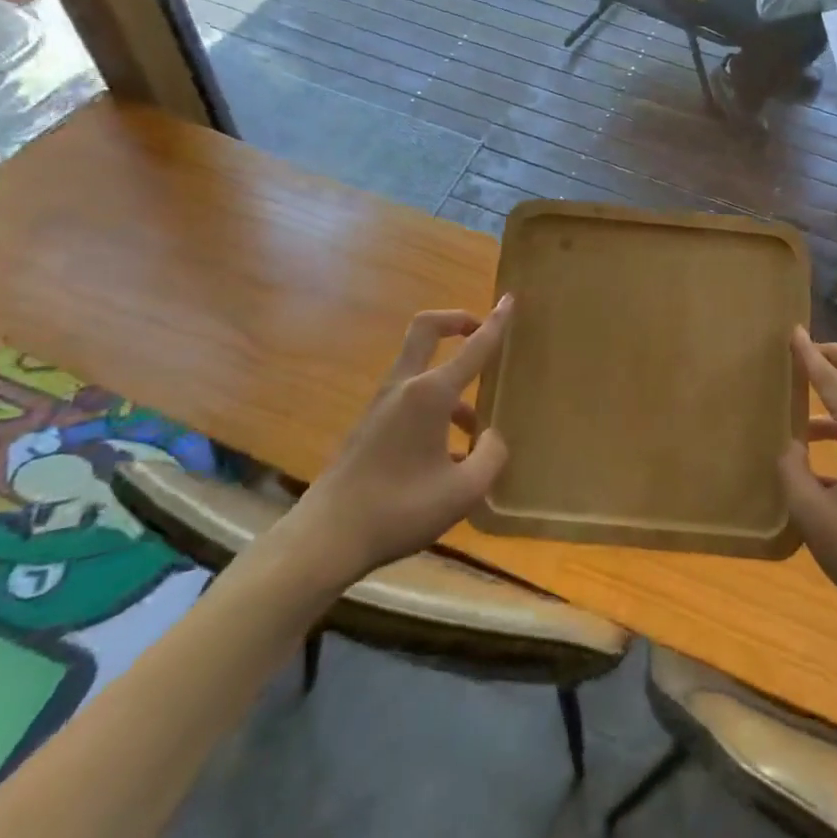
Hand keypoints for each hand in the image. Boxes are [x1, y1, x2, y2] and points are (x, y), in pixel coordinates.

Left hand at [281, 300, 511, 588]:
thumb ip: (490, 457)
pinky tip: (446, 460)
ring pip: (421, 371)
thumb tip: (491, 437)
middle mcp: (405, 387)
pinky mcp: (369, 426)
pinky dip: (434, 411)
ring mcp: (382, 405)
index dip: (495, 323)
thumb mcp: (463, 491)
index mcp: (430, 394)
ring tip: (474, 433)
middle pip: (426, 329)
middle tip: (479, 330)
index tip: (509, 300)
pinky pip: (409, 400)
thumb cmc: (400, 508)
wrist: (327, 537)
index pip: (473, 347)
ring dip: (451, 384)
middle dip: (456, 321)